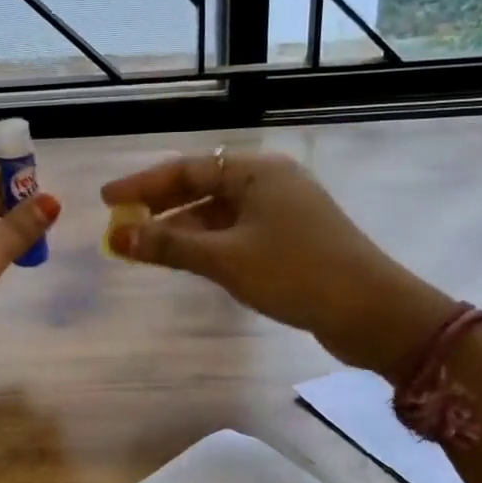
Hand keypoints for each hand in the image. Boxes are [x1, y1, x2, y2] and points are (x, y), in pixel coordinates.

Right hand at [101, 152, 453, 377]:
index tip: (107, 200)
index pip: (187, 168)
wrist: (374, 313)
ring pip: (217, 213)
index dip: (143, 184)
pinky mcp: (289, 239)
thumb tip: (117, 237)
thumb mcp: (226, 259)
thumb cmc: (296, 273)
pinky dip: (206, 245)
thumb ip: (169, 246)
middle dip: (160, 207)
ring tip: (144, 249)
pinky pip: (234, 233)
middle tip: (121, 225)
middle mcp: (269, 182)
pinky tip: (184, 261)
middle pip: (202, 187)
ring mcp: (281, 211)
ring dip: (181, 230)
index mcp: (258, 171)